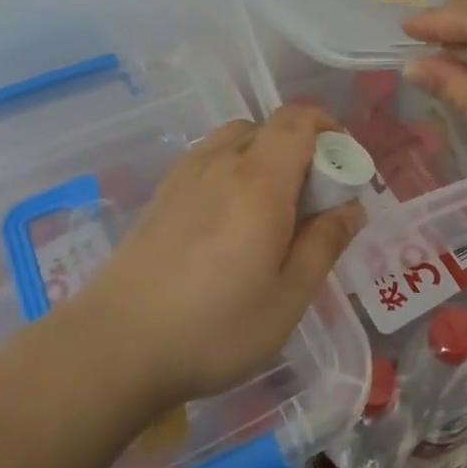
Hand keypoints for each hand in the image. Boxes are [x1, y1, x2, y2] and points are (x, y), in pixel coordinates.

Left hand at [65, 105, 365, 410]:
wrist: (114, 348)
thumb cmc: (215, 326)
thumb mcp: (289, 296)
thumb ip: (325, 243)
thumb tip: (352, 208)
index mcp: (260, 179)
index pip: (298, 120)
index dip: (328, 128)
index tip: (344, 165)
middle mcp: (220, 163)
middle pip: (267, 127)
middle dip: (300, 149)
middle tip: (312, 200)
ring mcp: (183, 177)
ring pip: (233, 141)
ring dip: (262, 158)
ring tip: (270, 210)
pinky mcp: (159, 197)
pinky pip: (206, 161)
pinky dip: (230, 172)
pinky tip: (228, 221)